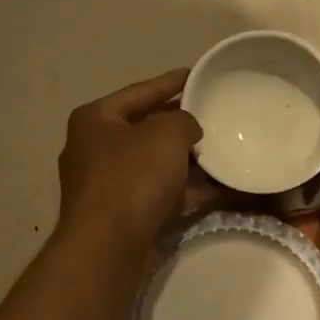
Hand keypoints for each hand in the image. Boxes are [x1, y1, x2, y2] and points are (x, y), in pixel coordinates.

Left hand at [56, 69, 204, 249]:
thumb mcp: (166, 134)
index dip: (172, 81)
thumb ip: (184, 120)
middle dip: (181, 125)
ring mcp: (107, 184)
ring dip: (187, 160)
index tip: (197, 74)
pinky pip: (159, 193)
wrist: (109, 245)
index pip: (141, 91)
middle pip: (146, 128)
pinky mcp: (122, 213)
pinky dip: (185, 189)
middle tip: (214, 115)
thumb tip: (187, 129)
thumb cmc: (133, 177)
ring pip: (155, 163)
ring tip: (223, 151)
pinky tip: (218, 188)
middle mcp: (96, 148)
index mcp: (96, 119)